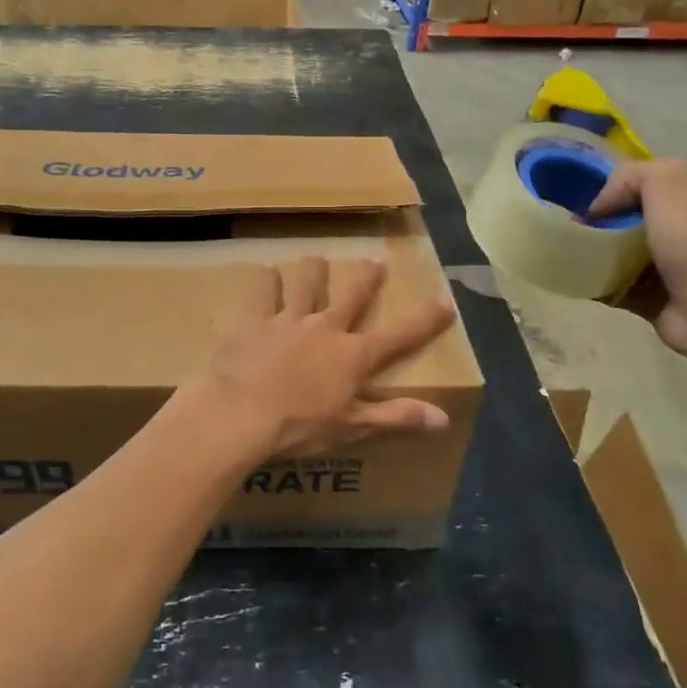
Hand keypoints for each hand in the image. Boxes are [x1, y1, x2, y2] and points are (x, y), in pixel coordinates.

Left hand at [184, 256, 457, 465]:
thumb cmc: (300, 426)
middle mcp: (326, 328)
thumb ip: (396, 417)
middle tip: (374, 261)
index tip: (446, 303)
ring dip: (313, 269)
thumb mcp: (352, 427)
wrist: (241, 414)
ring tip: (315, 259)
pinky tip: (265, 272)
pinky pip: (262, 292)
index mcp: (353, 355)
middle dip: (366, 277)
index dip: (425, 320)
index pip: (400, 335)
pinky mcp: (255, 321)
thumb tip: (442, 418)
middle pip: (353, 294)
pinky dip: (265, 281)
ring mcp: (289, 320)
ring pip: (306, 282)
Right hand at [588, 158, 686, 360]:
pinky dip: (594, 282)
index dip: (611, 187)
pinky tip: (577, 278)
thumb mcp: (666, 181)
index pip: (642, 183)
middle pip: (625, 218)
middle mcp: (678, 229)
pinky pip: (612, 285)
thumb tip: (598, 209)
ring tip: (568, 253)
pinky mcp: (650, 298)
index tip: (584, 200)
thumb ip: (630, 176)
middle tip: (571, 229)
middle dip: (597, 221)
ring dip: (592, 252)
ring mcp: (665, 266)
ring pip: (616, 252)